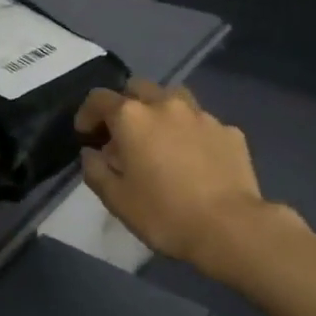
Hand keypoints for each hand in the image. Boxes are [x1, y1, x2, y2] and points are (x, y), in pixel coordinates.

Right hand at [75, 78, 286, 276]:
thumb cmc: (164, 214)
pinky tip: (194, 159)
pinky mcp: (229, 130)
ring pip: (174, 97)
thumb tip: (91, 153)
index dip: (87, 114)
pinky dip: (190, 132)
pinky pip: (202, 122)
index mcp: (133, 118)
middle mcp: (166, 105)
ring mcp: (202, 115)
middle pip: (138, 88)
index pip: (99, 99)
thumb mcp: (116, 199)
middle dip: (125, 105)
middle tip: (123, 135)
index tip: (86, 134)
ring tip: (159, 139)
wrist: (229, 227)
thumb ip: (95, 170)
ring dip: (160, 111)